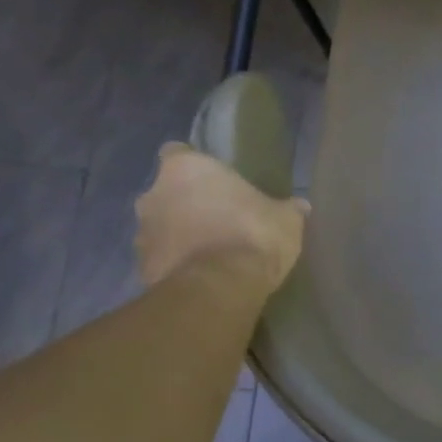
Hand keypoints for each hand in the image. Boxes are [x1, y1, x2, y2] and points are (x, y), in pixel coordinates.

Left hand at [134, 144, 306, 292]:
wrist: (219, 288)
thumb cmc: (252, 235)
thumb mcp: (286, 219)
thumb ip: (287, 209)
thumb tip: (299, 206)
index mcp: (186, 169)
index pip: (178, 153)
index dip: (195, 167)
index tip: (214, 181)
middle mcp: (154, 194)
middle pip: (166, 192)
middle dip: (185, 203)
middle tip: (217, 217)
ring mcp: (142, 234)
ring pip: (159, 227)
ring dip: (178, 235)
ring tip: (209, 252)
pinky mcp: (141, 268)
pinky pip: (161, 259)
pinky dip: (175, 264)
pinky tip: (201, 275)